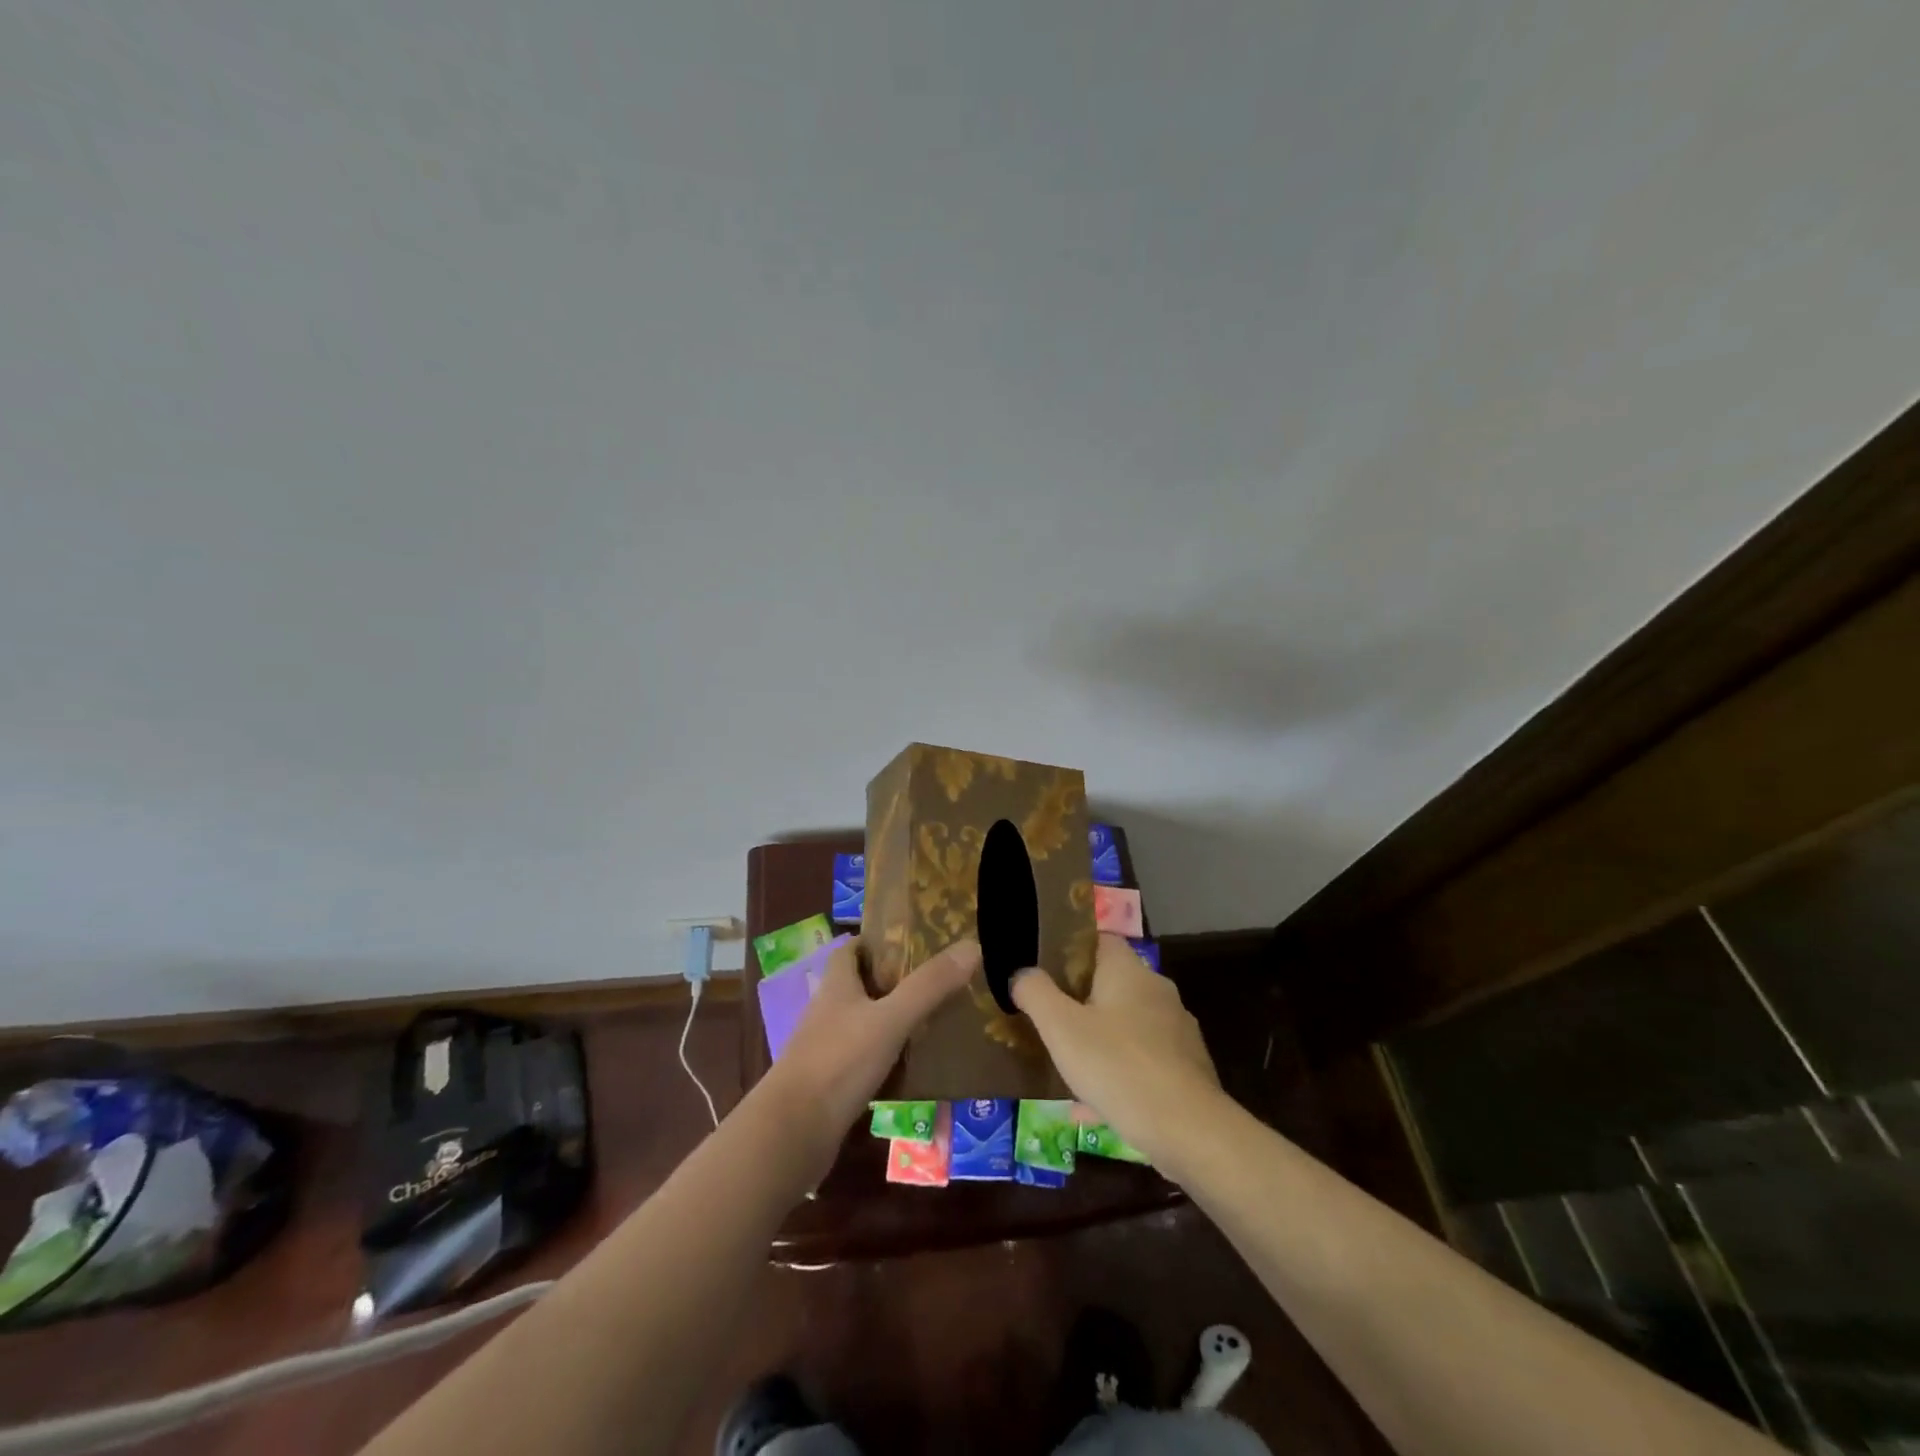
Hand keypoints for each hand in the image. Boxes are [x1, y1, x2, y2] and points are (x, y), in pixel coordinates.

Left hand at [762, 936, 978, 1156]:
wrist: (792, 1134)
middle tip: (935, 981)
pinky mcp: (830, 1085)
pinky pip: (863, 1061)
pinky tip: (912, 1068)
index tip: (911, 941)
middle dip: (892, 981)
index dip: (876, 942)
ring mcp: (826, 1050)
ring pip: (862, 1024)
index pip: (850, 950)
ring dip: (891, 1021)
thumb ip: (929, 986)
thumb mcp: (890, 1020)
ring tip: (932, 1021)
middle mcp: (827, 1012)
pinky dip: (886, 1059)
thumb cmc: (838, 1063)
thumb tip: (972, 946)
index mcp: (836, 986)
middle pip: (858, 986)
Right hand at [1012, 932, 1222, 1168]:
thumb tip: (1021, 973)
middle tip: (1050, 1021)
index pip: (1100, 940)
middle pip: (1112, 984)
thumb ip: (1035, 993)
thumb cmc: (1117, 1066)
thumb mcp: (1061, 1028)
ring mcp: (1177, 1029)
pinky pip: (1142, 1061)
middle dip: (1081, 1001)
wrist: (1188, 1129)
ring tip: (1068, 1067)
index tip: (1045, 971)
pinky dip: (1119, 1073)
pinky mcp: (1187, 1067)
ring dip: (1099, 1041)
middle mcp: (1157, 990)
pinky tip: (1095, 1107)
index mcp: (1128, 970)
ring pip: (1127, 1025)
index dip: (1071, 951)